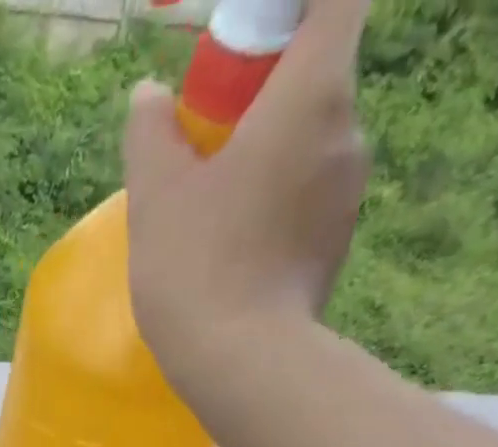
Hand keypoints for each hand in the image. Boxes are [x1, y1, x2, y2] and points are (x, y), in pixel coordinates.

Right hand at [123, 0, 368, 392]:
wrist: (241, 361)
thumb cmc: (196, 266)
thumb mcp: (155, 196)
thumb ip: (151, 134)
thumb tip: (149, 98)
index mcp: (313, 94)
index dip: (297, 4)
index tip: (251, 35)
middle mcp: (348, 130)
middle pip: (318, 74)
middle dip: (265, 94)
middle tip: (204, 143)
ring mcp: (349, 192)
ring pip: (310, 143)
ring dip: (268, 156)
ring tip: (211, 211)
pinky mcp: (337, 242)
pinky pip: (307, 197)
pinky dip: (275, 203)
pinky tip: (232, 249)